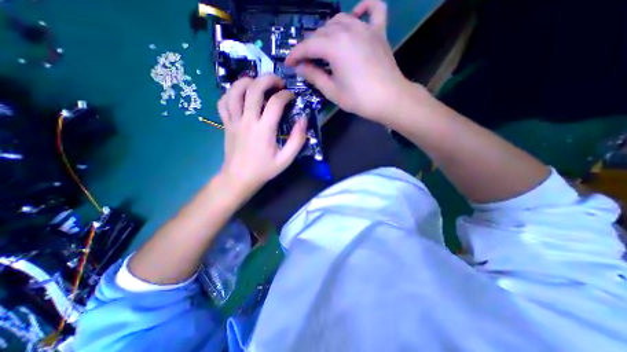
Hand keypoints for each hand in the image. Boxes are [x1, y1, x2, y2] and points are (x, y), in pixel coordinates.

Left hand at [218, 74, 307, 194]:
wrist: (239, 178)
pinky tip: (240, 95)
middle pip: (254, 89)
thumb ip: (297, 140)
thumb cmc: (264, 169)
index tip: (292, 97)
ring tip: (257, 83)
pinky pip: (223, 102)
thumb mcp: (286, 159)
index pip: (275, 102)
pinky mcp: (225, 124)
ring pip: (235, 91)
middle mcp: (247, 121)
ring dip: (247, 81)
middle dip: (268, 79)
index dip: (286, 95)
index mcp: (264, 130)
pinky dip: (230, 93)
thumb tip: (303, 120)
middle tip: (278, 82)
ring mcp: (233, 121)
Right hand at [285, 0, 412, 123]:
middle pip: (322, 32)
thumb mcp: (332, 91)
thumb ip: (314, 77)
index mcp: (334, 46)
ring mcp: (366, 28)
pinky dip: (363, 8)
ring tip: (324, 46)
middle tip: (306, 61)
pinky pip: (374, 9)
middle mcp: (348, 30)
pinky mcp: (379, 32)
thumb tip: (301, 68)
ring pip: (340, 20)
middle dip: (310, 46)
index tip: (288, 63)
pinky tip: (356, 16)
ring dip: (328, 31)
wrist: (389, 99)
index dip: (295, 54)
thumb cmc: (359, 98)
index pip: (308, 45)